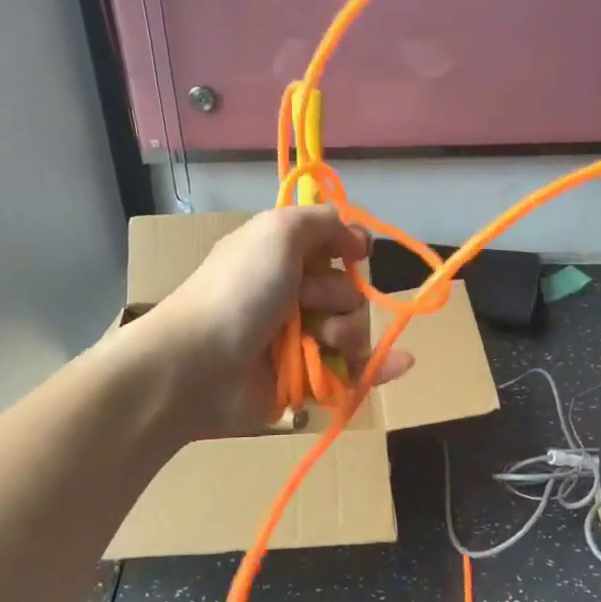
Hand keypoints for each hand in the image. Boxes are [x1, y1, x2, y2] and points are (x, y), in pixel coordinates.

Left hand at [136, 207, 412, 437]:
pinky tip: (402, 363)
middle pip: (347, 290)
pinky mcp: (306, 381)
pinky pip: (353, 372)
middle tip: (307, 302)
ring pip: (352, 329)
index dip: (349, 246)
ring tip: (322, 339)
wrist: (199, 365)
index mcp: (279, 257)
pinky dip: (379, 368)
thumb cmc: (239, 290)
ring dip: (347, 331)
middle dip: (337, 295)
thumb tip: (354, 235)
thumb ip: (320, 220)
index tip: (356, 252)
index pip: (331, 246)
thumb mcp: (277, 231)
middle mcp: (290, 296)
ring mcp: (298, 341)